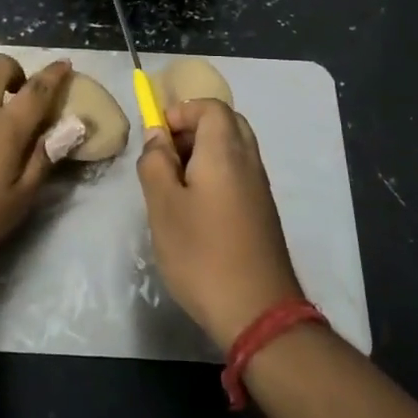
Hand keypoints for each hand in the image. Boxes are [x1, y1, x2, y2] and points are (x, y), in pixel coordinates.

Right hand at [137, 98, 303, 349]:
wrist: (257, 311)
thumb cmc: (201, 254)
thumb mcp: (163, 206)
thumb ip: (155, 163)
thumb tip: (157, 136)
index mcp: (225, 151)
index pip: (210, 106)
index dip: (181, 112)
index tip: (157, 138)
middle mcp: (249, 160)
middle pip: (225, 123)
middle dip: (192, 129)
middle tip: (165, 157)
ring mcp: (260, 187)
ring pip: (233, 149)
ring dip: (203, 154)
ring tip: (174, 186)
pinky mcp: (262, 211)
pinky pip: (238, 173)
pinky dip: (215, 175)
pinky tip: (195, 209)